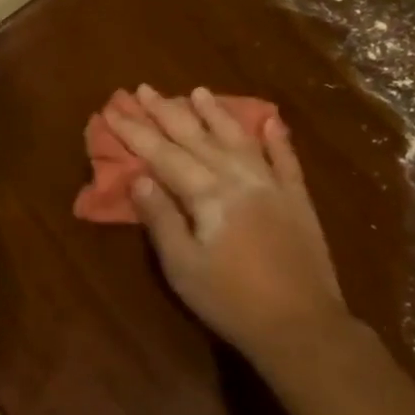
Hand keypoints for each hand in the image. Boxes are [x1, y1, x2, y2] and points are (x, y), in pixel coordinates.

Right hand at [110, 85, 351, 362]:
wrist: (301, 325)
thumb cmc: (230, 300)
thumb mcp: (182, 266)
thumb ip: (161, 218)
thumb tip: (139, 178)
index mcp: (207, 193)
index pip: (163, 154)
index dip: (136, 132)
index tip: (114, 110)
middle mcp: (239, 177)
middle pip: (197, 138)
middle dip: (167, 112)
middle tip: (144, 89)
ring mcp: (273, 185)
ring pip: (238, 139)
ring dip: (216, 114)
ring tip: (198, 91)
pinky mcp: (298, 199)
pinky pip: (286, 160)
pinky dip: (277, 138)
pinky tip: (270, 120)